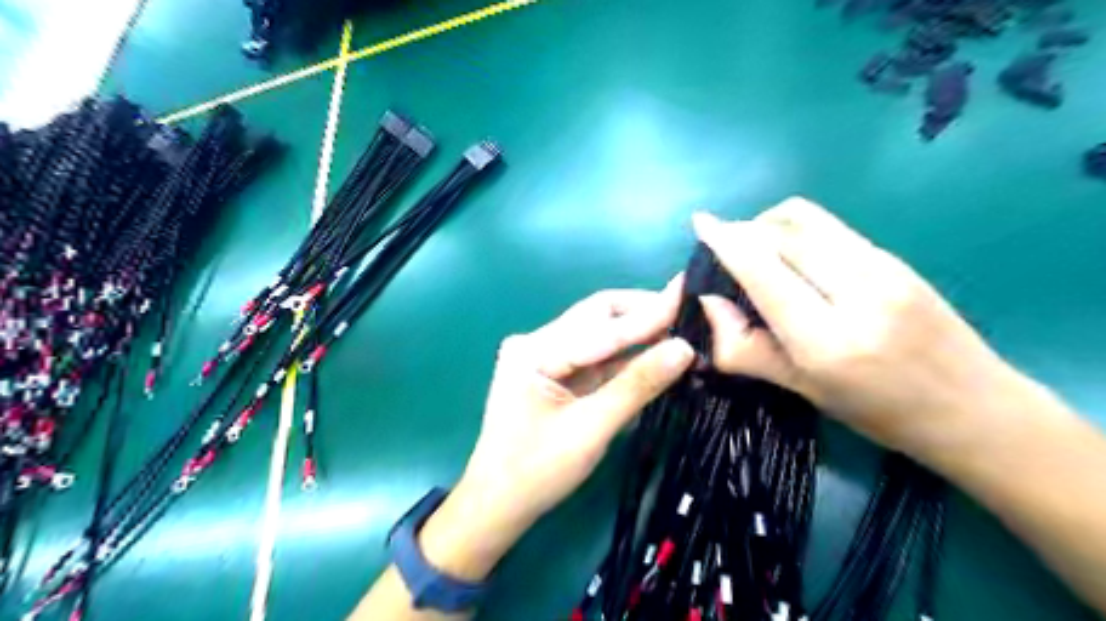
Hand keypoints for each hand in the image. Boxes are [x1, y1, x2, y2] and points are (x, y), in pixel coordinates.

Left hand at [414, 283, 688, 578]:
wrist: (498, 505)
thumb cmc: (538, 472)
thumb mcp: (591, 429)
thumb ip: (637, 386)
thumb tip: (684, 349)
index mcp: (534, 351)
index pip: (601, 327)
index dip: (648, 313)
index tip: (687, 294)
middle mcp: (536, 342)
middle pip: (597, 317)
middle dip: (642, 314)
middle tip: (687, 313)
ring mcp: (543, 356)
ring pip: (599, 334)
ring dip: (636, 334)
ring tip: (679, 330)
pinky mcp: (553, 372)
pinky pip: (595, 356)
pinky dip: (624, 356)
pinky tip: (653, 354)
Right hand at [693, 197, 1033, 461]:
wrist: (975, 407)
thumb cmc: (879, 413)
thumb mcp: (802, 390)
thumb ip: (746, 348)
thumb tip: (709, 302)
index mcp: (827, 338)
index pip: (764, 270)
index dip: (726, 241)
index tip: (700, 223)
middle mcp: (857, 290)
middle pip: (783, 231)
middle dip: (744, 230)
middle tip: (726, 250)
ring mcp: (883, 266)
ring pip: (808, 219)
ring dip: (769, 224)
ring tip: (755, 250)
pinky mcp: (895, 256)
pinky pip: (830, 228)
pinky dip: (797, 231)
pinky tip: (794, 258)